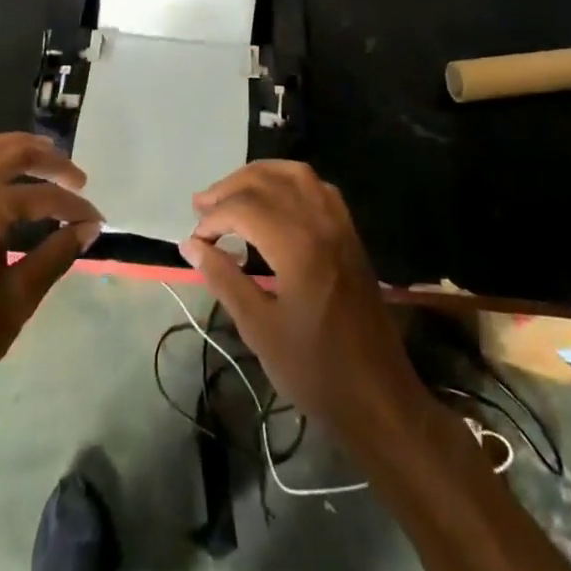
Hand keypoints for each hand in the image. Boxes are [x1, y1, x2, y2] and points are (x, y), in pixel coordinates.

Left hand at [0, 134, 100, 406]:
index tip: (97, 222)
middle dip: (51, 161)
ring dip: (18, 148)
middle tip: (78, 179)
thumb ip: (55, 257)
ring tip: (46, 157)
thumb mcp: (17, 301)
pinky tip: (4, 178)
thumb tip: (87, 229)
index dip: (74, 209)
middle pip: (14, 155)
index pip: (43, 197)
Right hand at [181, 162, 428, 439]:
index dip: (213, 219)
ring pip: (295, 174)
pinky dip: (289, 182)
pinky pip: (318, 188)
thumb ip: (224, 278)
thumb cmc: (316, 370)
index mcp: (297, 245)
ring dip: (259, 176)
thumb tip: (191, 245)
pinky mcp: (350, 233)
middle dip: (230, 188)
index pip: (244, 208)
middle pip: (267, 181)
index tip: (195, 242)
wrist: (379, 396)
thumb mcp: (259, 329)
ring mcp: (340, 224)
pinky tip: (274, 200)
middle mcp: (320, 222)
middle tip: (202, 207)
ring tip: (232, 193)